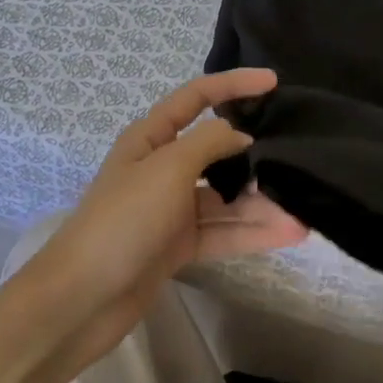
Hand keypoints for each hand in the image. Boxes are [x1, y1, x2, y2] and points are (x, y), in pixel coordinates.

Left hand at [26, 69, 307, 372]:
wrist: (80, 301)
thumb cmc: (122, 220)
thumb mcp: (168, 168)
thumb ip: (209, 143)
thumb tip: (242, 136)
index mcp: (151, 138)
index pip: (196, 97)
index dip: (233, 84)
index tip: (274, 82)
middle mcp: (162, 168)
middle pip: (216, 151)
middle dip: (254, 154)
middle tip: (296, 155)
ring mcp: (171, 209)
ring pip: (225, 197)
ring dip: (260, 204)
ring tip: (302, 210)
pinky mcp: (178, 246)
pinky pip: (222, 230)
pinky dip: (252, 232)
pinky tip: (288, 234)